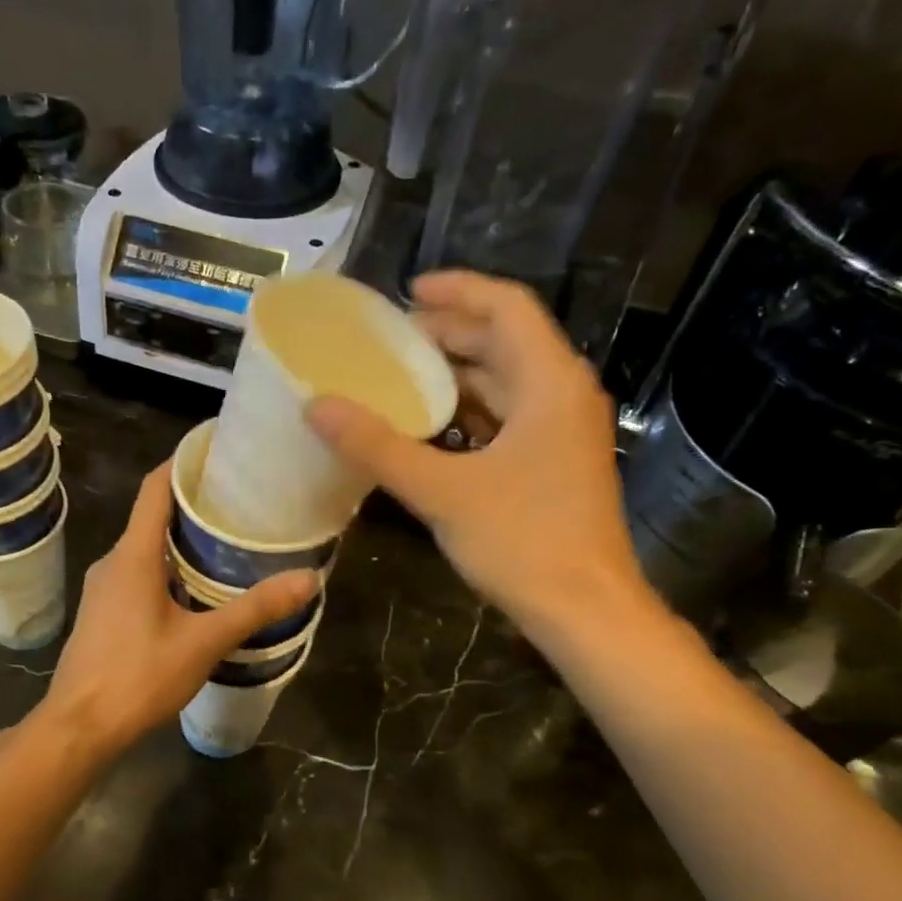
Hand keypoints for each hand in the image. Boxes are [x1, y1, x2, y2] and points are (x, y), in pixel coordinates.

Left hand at [38, 462, 317, 760]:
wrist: (78, 728)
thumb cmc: (137, 677)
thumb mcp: (203, 643)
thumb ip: (254, 610)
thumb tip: (308, 580)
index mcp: (133, 555)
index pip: (156, 487)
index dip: (185, 461)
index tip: (221, 450)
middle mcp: (114, 561)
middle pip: (153, 514)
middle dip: (195, 502)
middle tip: (243, 500)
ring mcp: (104, 588)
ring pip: (146, 546)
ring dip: (183, 538)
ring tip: (229, 539)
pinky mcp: (104, 612)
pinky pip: (139, 572)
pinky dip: (169, 565)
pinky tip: (199, 587)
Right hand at [306, 270, 650, 633]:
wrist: (585, 611)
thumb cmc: (522, 541)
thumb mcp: (442, 491)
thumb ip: (377, 446)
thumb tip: (316, 406)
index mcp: (549, 382)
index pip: (506, 307)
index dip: (457, 289)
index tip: (406, 293)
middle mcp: (562, 395)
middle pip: (504, 342)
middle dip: (447, 334)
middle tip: (388, 341)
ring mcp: (561, 432)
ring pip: (505, 383)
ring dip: (455, 376)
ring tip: (398, 379)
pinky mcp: (554, 463)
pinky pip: (506, 419)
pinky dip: (467, 414)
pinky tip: (427, 429)